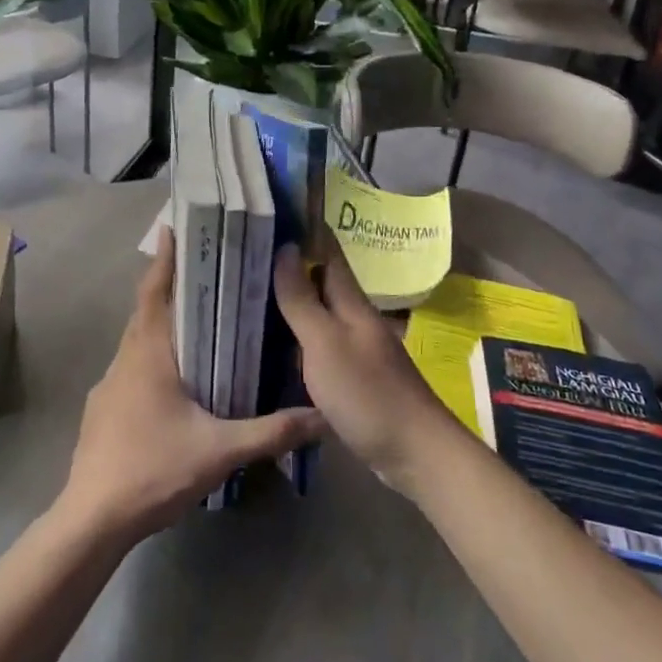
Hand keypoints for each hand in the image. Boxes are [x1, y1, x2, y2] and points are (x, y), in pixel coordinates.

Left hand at [60, 227, 326, 543]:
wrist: (93, 518)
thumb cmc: (153, 469)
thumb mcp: (219, 450)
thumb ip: (271, 432)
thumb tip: (321, 417)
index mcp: (148, 354)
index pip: (155, 293)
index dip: (164, 260)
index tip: (173, 230)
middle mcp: (125, 360)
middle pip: (145, 312)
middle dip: (168, 288)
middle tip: (201, 271)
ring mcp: (108, 386)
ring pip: (137, 343)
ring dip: (160, 325)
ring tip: (194, 321)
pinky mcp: (102, 411)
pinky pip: (131, 370)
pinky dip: (151, 359)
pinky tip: (173, 381)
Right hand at [272, 235, 466, 492]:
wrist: (414, 452)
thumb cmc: (368, 393)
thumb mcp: (326, 344)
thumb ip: (302, 299)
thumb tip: (284, 247)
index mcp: (351, 303)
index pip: (328, 252)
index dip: (306, 229)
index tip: (276, 209)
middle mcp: (354, 318)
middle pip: (321, 282)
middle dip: (290, 264)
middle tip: (247, 252)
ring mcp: (355, 348)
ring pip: (318, 313)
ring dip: (291, 299)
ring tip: (251, 290)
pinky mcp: (352, 376)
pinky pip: (318, 344)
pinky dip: (296, 336)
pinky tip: (273, 342)